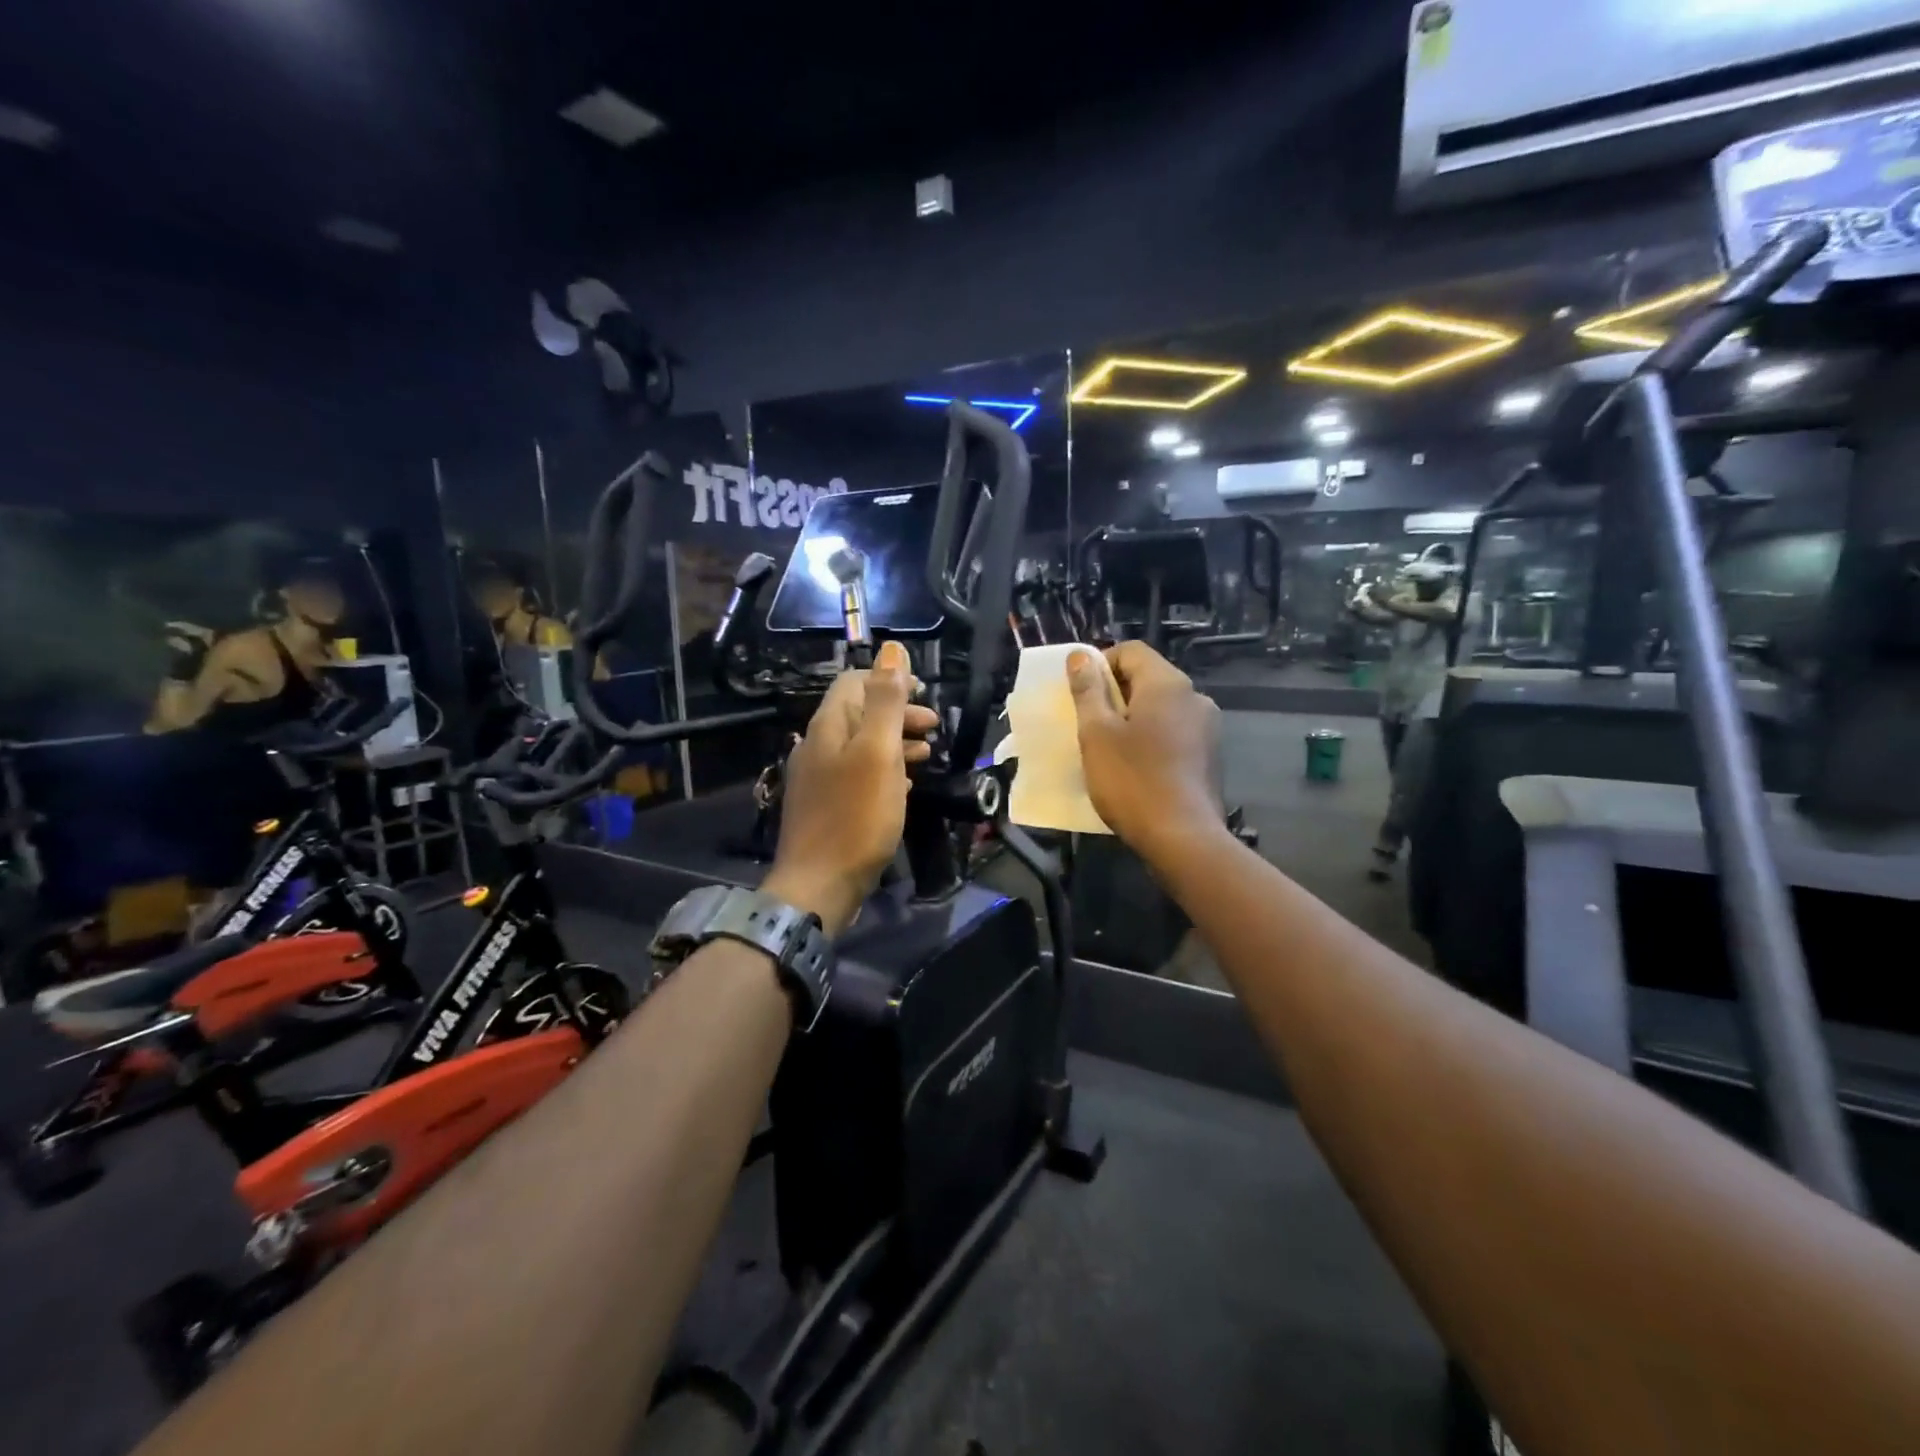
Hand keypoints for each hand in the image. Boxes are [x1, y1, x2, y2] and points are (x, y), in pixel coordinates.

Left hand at [765, 641, 938, 935]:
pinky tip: (904, 784)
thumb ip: (886, 701)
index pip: (854, 682)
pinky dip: (883, 769)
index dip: (889, 679)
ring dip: (895, 741)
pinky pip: (857, 774)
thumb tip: (891, 650)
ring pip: (860, 745)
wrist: (819, 885)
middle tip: (934, 726)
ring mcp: (817, 777)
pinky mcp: (825, 805)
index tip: (924, 692)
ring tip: (927, 753)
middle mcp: (817, 744)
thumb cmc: (856, 816)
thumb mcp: (878, 752)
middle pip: (859, 713)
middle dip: (898, 712)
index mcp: (828, 726)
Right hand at [1067, 642, 1224, 862]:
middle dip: (1115, 694)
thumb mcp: (1097, 733)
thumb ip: (1088, 690)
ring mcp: (1207, 727)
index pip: (1131, 651)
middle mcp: (1194, 697)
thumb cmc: (1132, 780)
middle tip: (1088, 723)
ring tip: (1109, 748)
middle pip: (1147, 678)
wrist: (1183, 838)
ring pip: (1161, 708)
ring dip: (1132, 718)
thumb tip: (1080, 656)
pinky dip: (1151, 739)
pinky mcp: (1210, 755)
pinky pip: (1174, 732)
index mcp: (1168, 684)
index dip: (1100, 664)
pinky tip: (1136, 767)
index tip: (1080, 693)